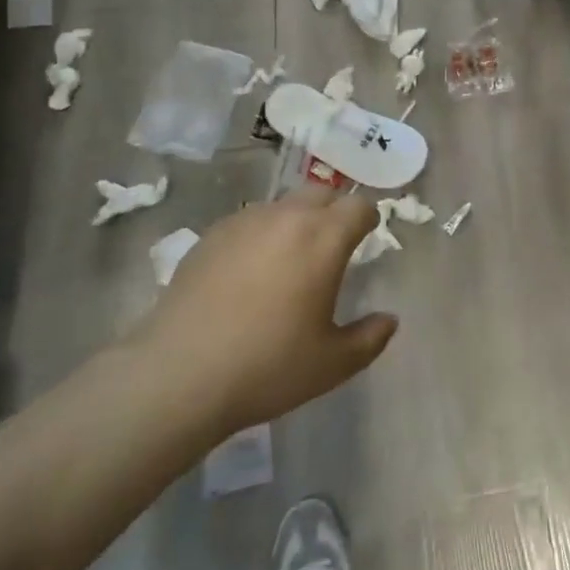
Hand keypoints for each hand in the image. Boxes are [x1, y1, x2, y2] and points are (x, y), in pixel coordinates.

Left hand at [129, 187, 396, 441]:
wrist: (178, 376)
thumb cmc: (267, 366)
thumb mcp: (332, 364)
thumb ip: (370, 338)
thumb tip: (390, 320)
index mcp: (324, 238)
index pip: (359, 206)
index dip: (368, 219)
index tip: (368, 237)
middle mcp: (287, 217)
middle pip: (322, 193)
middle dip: (334, 211)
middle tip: (333, 246)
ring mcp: (244, 222)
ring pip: (283, 206)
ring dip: (296, 221)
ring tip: (289, 260)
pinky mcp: (211, 236)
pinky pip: (249, 222)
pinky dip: (260, 236)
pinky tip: (249, 272)